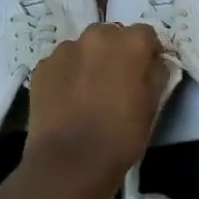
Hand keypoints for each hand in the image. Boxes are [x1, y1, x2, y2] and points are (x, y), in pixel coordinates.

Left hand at [27, 23, 165, 187]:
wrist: (69, 163)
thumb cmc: (120, 137)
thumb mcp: (152, 107)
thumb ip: (156, 75)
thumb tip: (154, 63)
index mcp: (130, 42)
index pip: (146, 35)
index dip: (147, 53)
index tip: (145, 73)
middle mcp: (98, 35)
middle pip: (112, 35)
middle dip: (116, 52)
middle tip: (115, 82)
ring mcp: (66, 48)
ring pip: (84, 48)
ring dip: (89, 62)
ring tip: (87, 94)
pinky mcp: (43, 65)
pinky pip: (61, 64)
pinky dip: (66, 75)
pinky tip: (66, 101)